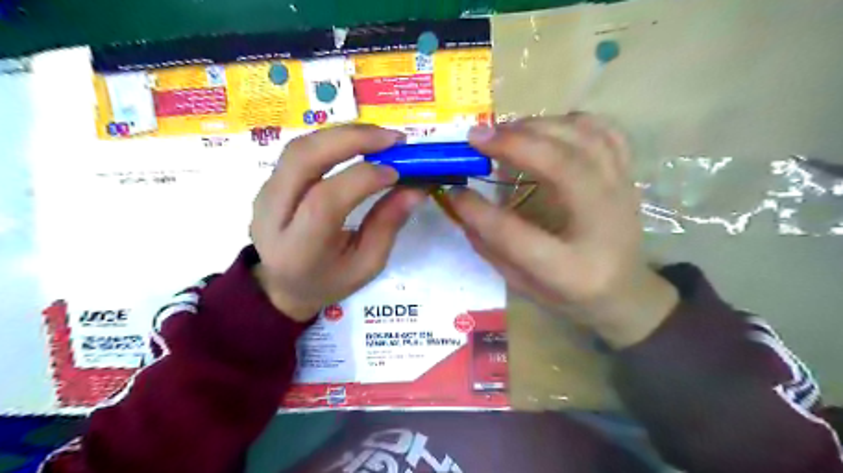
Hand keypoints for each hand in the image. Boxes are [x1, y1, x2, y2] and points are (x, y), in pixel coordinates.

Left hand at [249, 126, 424, 323]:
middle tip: (393, 139)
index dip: (363, 179)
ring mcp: (265, 193)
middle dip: (352, 139)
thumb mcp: (366, 265)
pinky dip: (332, 140)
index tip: (398, 172)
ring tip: (380, 138)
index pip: (325, 201)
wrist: (281, 285)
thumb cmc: (329, 281)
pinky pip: (300, 150)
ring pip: (300, 147)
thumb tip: (416, 189)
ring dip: (343, 134)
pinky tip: (357, 143)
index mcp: (299, 248)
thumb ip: (388, 226)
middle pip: (304, 159)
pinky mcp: (268, 182)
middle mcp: (273, 214)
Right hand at [447, 114, 675, 347]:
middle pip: (565, 168)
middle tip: (476, 136)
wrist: (626, 290)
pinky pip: (604, 131)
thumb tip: (461, 204)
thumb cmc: (571, 295)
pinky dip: (570, 121)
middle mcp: (603, 226)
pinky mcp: (627, 176)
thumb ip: (491, 247)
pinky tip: (544, 128)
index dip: (479, 212)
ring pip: (586, 139)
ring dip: (538, 126)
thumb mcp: (523, 285)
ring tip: (504, 130)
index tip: (454, 191)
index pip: (517, 236)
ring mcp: (623, 194)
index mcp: (572, 270)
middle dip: (516, 144)